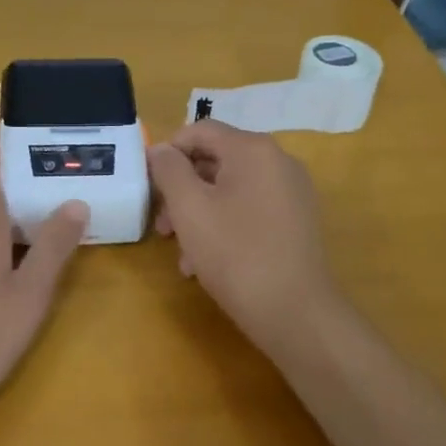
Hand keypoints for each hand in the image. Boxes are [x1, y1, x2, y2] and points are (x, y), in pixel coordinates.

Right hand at [148, 121, 341, 356]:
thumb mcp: (189, 208)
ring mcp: (291, 192)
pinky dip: (223, 226)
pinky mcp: (296, 221)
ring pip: (230, 189)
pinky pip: (249, 209)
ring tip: (181, 253)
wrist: (296, 314)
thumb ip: (169, 170)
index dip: (168, 152)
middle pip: (215, 160)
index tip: (149, 186)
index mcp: (253, 150)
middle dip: (181, 190)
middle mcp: (277, 161)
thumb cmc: (235, 254)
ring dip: (198, 214)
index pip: (200, 130)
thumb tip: (161, 150)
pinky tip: (205, 262)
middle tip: (162, 226)